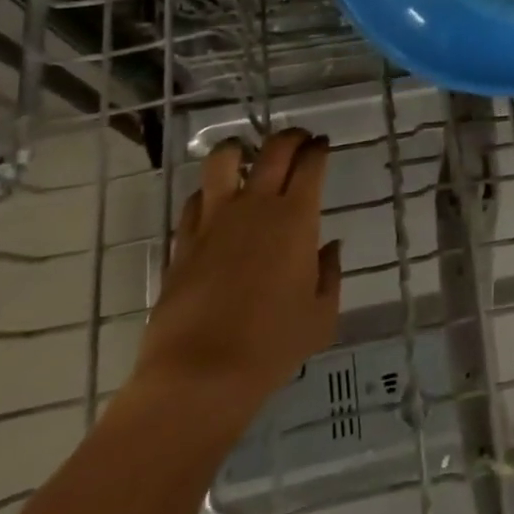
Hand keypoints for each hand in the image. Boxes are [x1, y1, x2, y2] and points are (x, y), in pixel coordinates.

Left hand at [133, 129, 342, 429]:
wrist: (199, 375)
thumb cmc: (272, 345)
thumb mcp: (321, 315)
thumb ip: (329, 274)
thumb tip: (328, 248)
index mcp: (296, 218)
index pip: (311, 164)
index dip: (319, 149)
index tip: (323, 146)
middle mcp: (255, 207)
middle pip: (273, 150)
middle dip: (290, 137)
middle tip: (298, 141)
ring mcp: (214, 221)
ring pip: (223, 160)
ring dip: (240, 149)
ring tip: (248, 156)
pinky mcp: (183, 241)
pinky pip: (195, 199)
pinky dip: (210, 191)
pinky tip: (217, 203)